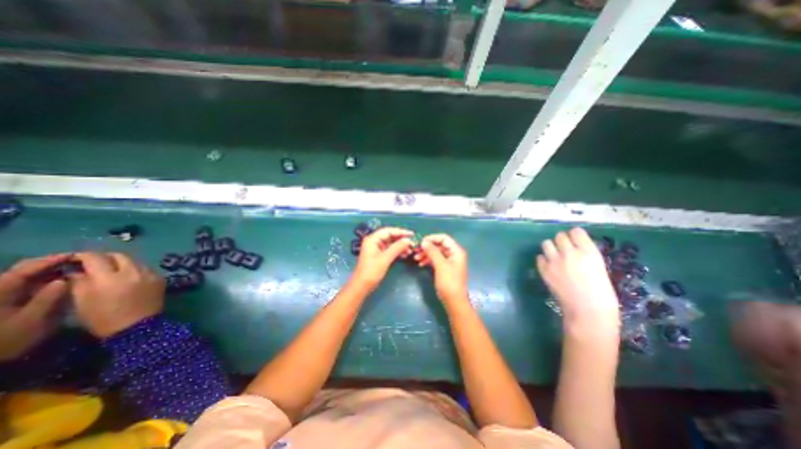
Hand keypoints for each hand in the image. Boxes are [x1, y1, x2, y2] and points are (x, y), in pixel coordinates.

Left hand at [0, 256, 69, 360]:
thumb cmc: (7, 339)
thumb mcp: (32, 320)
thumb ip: (48, 298)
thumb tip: (65, 280)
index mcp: (0, 291)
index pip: (26, 269)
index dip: (51, 260)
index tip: (75, 255)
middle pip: (21, 270)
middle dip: (49, 264)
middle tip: (77, 261)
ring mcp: (0, 296)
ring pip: (22, 277)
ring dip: (47, 272)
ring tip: (72, 270)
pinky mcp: (4, 302)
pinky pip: (22, 285)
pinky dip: (41, 280)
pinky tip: (58, 281)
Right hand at [71, 252, 164, 336]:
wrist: (138, 327)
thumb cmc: (104, 318)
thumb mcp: (82, 302)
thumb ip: (78, 282)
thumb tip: (76, 270)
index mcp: (109, 278)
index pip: (95, 258)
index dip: (83, 256)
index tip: (75, 259)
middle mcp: (133, 271)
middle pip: (119, 255)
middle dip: (105, 257)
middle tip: (94, 264)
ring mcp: (150, 273)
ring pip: (135, 261)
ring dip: (122, 263)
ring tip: (112, 271)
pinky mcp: (160, 277)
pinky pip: (146, 268)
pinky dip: (135, 269)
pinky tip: (128, 278)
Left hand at [351, 227, 411, 289]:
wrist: (362, 286)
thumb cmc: (371, 271)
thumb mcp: (385, 259)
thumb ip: (397, 248)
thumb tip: (408, 240)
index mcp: (372, 239)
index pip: (388, 231)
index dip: (401, 231)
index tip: (412, 234)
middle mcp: (374, 241)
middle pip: (390, 236)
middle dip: (401, 239)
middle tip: (413, 242)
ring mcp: (377, 248)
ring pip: (391, 243)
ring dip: (401, 245)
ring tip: (410, 250)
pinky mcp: (379, 255)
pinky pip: (390, 249)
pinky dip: (398, 251)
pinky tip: (405, 254)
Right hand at [419, 233, 470, 303]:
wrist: (454, 301)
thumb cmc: (449, 282)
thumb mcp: (440, 265)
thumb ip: (432, 252)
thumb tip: (424, 241)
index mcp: (456, 251)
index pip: (444, 238)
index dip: (432, 238)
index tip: (420, 242)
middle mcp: (454, 254)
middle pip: (439, 245)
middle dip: (427, 247)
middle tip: (416, 250)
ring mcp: (450, 262)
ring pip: (437, 253)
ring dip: (426, 254)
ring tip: (416, 258)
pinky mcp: (445, 268)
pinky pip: (436, 260)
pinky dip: (428, 260)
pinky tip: (420, 264)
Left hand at [538, 228, 617, 329]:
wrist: (587, 312)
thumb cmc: (602, 294)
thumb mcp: (599, 269)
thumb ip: (586, 256)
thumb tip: (576, 248)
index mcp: (589, 252)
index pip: (576, 232)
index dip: (575, 235)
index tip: (575, 239)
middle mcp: (569, 253)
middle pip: (559, 236)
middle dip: (562, 240)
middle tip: (565, 248)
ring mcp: (554, 261)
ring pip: (546, 243)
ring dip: (551, 247)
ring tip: (555, 255)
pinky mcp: (544, 270)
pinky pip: (539, 257)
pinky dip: (544, 260)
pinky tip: (549, 266)